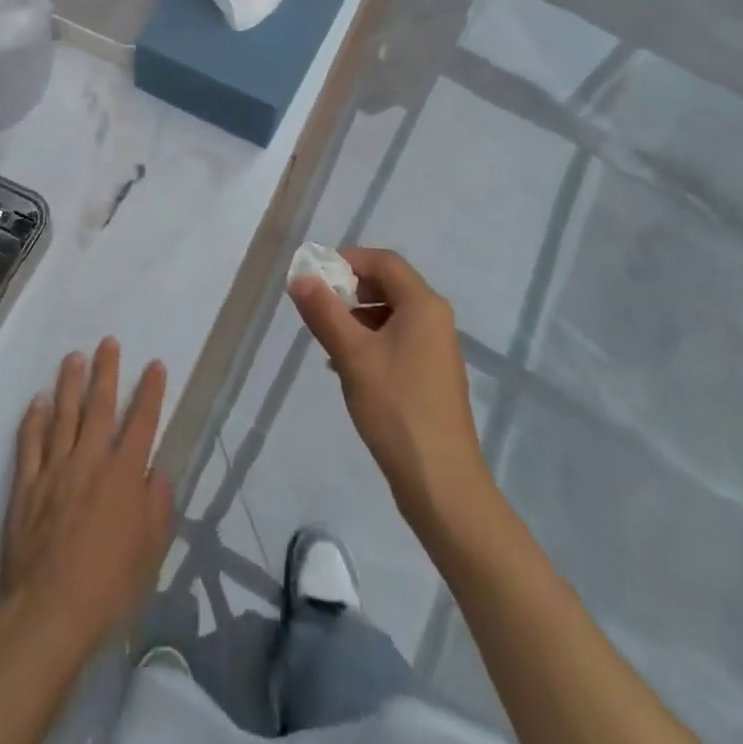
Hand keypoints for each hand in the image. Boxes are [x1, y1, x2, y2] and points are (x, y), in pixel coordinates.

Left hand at [1, 340, 173, 657]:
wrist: (49, 611)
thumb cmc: (109, 586)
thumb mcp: (151, 550)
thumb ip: (158, 505)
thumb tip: (158, 471)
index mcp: (124, 475)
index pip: (142, 422)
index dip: (151, 391)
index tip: (155, 365)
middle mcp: (90, 461)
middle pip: (100, 406)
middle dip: (106, 371)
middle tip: (108, 343)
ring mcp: (55, 470)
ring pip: (63, 415)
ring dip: (69, 384)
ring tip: (73, 357)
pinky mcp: (26, 485)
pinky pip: (30, 443)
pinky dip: (34, 419)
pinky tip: (37, 401)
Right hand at [289, 248, 490, 533]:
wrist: (441, 484)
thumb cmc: (396, 408)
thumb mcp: (352, 355)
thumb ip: (324, 311)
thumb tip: (300, 276)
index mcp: (423, 305)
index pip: (383, 261)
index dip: (347, 259)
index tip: (314, 275)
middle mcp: (435, 319)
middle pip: (388, 285)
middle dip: (349, 289)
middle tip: (315, 305)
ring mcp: (436, 349)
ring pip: (390, 315)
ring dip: (355, 318)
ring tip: (325, 338)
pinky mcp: (431, 376)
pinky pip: (396, 340)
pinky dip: (369, 341)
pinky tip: (344, 366)